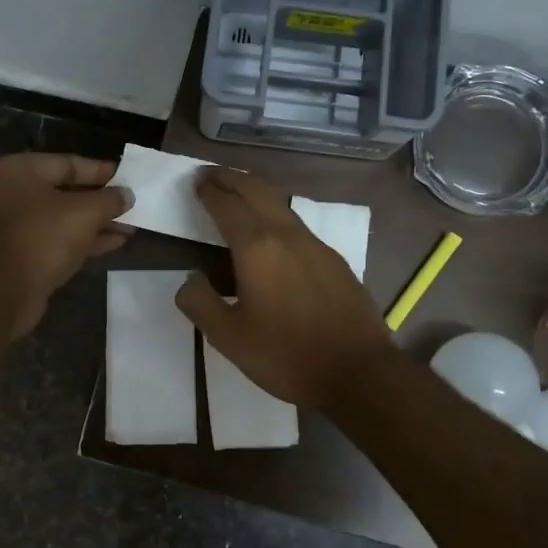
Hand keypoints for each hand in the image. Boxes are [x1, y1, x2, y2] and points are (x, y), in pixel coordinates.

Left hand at [0, 153, 133, 337]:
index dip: (100, 171)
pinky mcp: (27, 255)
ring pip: (66, 219)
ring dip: (98, 222)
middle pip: (66, 192)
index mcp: (20, 171)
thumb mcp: (84, 211)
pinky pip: (62, 241)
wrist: (7, 290)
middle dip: (101, 200)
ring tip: (131, 225)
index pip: (68, 163)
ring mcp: (19, 227)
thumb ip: (109, 199)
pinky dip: (87, 240)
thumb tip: (127, 195)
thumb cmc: (43, 236)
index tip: (127, 177)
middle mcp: (15, 195)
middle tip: (132, 203)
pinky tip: (117, 241)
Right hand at [175, 168, 394, 407]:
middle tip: (212, 175)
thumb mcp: (228, 337)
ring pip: (281, 205)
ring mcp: (317, 246)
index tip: (195, 181)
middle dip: (232, 179)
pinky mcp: (335, 262)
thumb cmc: (286, 355)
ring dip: (256, 194)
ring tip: (239, 198)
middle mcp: (288, 235)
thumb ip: (200, 303)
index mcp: (257, 248)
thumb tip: (189, 280)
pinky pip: (298, 226)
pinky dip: (276, 216)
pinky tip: (273, 238)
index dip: (209, 190)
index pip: (227, 205)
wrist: (358, 372)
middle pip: (257, 191)